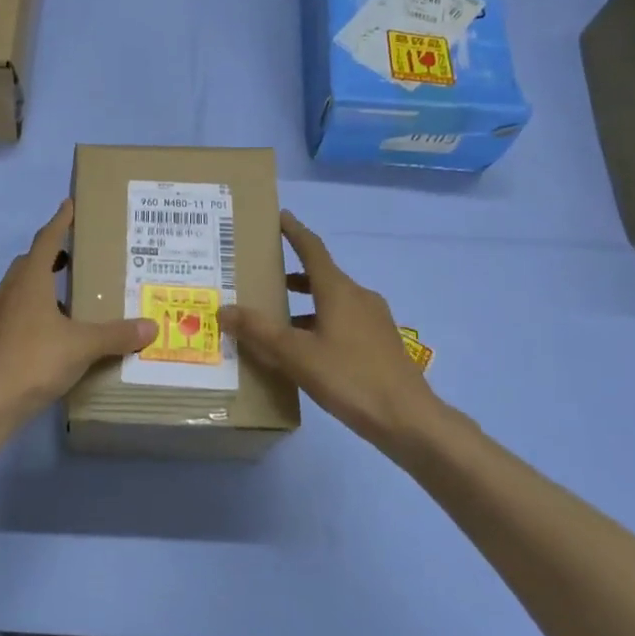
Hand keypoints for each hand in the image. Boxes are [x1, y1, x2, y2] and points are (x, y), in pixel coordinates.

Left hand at [0, 200, 157, 419]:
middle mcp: (11, 291)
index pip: (47, 240)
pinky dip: (37, 309)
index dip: (60, 222)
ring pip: (22, 287)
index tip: (70, 205)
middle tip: (76, 253)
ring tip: (71, 292)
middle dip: (51, 253)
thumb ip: (117, 334)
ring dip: (43, 283)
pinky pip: (19, 310)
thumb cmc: (35, 360)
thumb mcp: (82, 346)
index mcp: (30, 281)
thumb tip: (151, 326)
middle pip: (30, 262)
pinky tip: (56, 329)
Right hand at [218, 209, 455, 445]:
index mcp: (338, 291)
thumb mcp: (296, 355)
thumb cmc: (350, 378)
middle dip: (291, 274)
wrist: (409, 419)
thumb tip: (225, 309)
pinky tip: (306, 348)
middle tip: (262, 274)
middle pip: (321, 275)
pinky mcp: (381, 342)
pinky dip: (319, 322)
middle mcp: (358, 297)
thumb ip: (259, 331)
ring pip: (332, 300)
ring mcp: (374, 320)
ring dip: (305, 302)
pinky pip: (343, 320)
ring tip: (277, 316)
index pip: (312, 249)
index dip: (294, 231)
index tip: (279, 216)